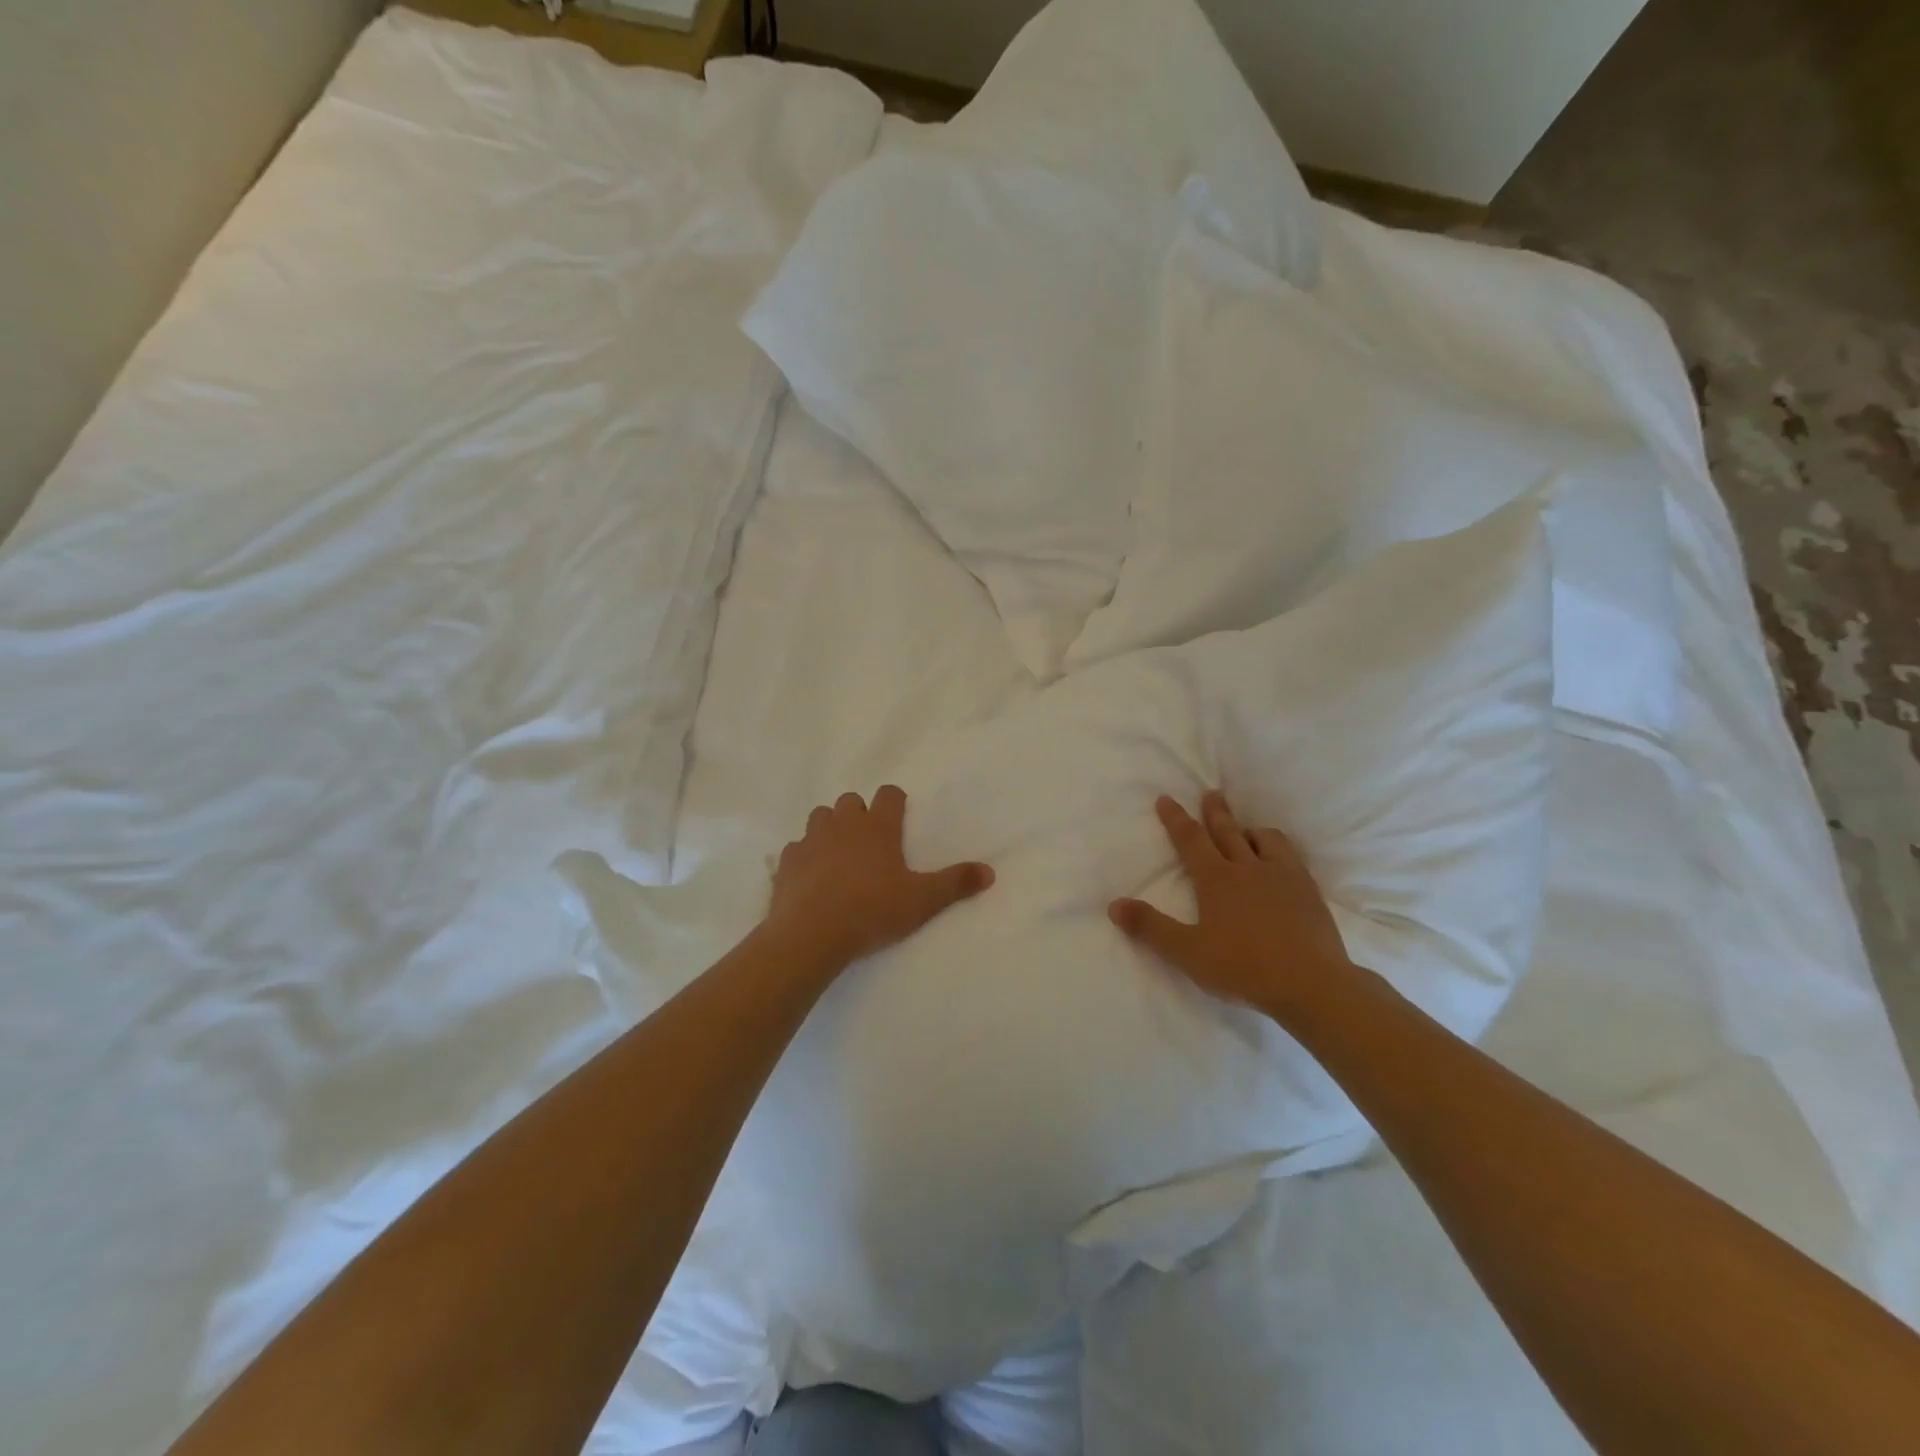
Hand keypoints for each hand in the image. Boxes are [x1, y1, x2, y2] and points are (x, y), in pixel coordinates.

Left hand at [767, 785, 994, 970]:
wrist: (811, 934)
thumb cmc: (872, 911)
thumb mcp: (922, 901)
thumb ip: (955, 884)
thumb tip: (990, 872)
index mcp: (877, 827)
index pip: (889, 794)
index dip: (895, 802)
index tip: (899, 818)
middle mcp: (843, 824)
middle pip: (851, 801)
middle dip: (860, 815)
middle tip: (871, 843)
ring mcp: (811, 839)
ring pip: (820, 817)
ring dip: (830, 829)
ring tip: (839, 856)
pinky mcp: (787, 861)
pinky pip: (796, 848)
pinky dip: (805, 856)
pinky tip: (811, 878)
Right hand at [1109, 791, 1356, 1023]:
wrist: (1311, 984)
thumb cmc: (1243, 967)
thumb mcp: (1187, 952)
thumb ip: (1151, 928)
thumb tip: (1114, 905)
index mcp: (1216, 879)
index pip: (1190, 839)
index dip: (1175, 818)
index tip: (1166, 799)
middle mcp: (1247, 867)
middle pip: (1227, 830)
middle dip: (1215, 811)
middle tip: (1211, 793)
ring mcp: (1282, 876)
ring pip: (1265, 839)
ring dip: (1251, 831)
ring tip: (1247, 831)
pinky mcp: (1308, 890)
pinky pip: (1291, 857)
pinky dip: (1278, 850)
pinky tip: (1281, 863)